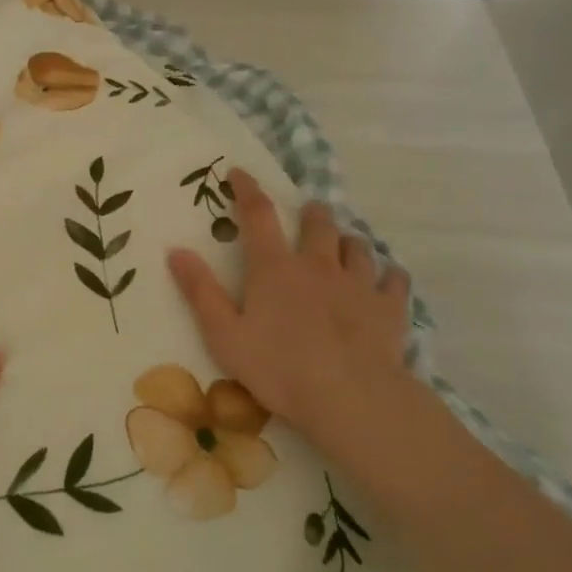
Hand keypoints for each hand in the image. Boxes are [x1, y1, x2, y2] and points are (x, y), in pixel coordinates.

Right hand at [166, 169, 413, 439]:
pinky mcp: (390, 307)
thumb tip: (176, 251)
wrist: (351, 399)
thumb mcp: (224, 335)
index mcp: (274, 268)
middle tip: (309, 214)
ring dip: (347, 241)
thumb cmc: (279, 368)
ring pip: (357, 246)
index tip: (240, 172)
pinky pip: (395, 278)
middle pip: (318, 224)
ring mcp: (359, 283)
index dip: (247, 189)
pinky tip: (386, 279)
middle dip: (312, 213)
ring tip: (344, 246)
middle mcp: (317, 264)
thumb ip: (200, 291)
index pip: (258, 215)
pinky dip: (388, 274)